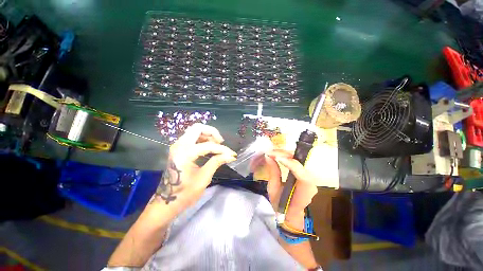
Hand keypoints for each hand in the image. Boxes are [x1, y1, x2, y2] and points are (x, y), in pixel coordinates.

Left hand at [150, 123, 236, 208]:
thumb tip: (231, 155)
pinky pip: (192, 137)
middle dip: (212, 133)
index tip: (231, 154)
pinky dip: (202, 138)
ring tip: (217, 144)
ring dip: (207, 135)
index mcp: (185, 153)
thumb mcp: (204, 177)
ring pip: (195, 131)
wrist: (167, 201)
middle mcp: (179, 145)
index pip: (208, 145)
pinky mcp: (178, 148)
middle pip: (198, 128)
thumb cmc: (185, 193)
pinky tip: (209, 146)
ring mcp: (177, 145)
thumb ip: (217, 162)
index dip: (222, 149)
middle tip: (221, 142)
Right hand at [253, 150, 317, 228]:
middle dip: (286, 155)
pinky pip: (296, 161)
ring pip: (299, 160)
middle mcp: (311, 183)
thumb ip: (273, 172)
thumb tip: (268, 157)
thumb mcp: (273, 190)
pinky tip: (279, 155)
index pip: (302, 175)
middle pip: (300, 164)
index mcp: (305, 191)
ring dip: (285, 154)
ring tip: (273, 153)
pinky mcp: (304, 173)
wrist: (290, 213)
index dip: (291, 164)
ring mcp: (309, 177)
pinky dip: (287, 157)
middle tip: (271, 152)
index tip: (277, 158)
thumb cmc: (281, 204)